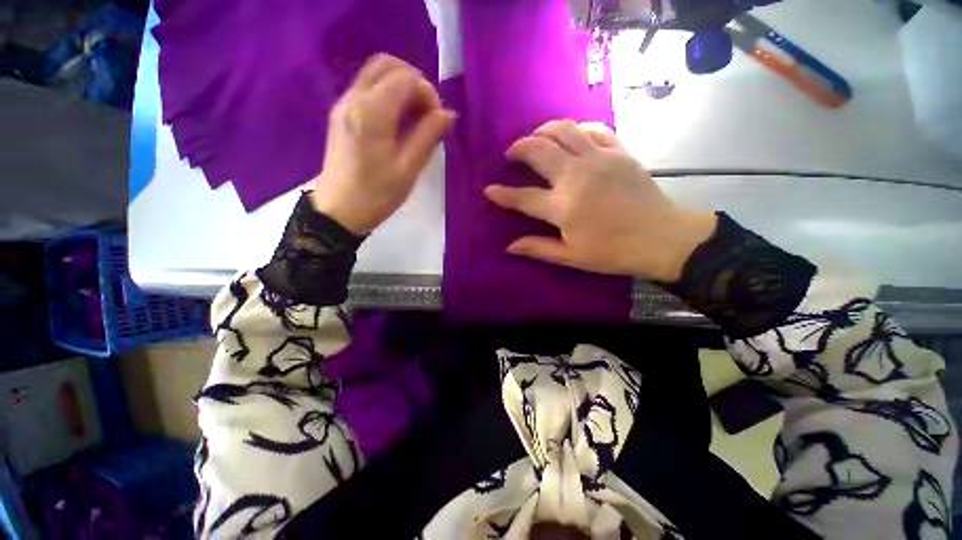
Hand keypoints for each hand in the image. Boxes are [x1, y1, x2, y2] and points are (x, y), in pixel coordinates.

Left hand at [309, 54, 455, 234]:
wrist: (340, 209)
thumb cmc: (378, 194)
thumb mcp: (409, 168)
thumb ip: (429, 135)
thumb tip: (448, 114)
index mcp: (372, 113)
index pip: (405, 79)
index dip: (428, 93)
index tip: (438, 120)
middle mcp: (354, 98)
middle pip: (387, 64)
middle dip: (414, 82)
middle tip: (427, 112)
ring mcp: (344, 103)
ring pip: (376, 73)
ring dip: (401, 87)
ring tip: (416, 118)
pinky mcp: (341, 113)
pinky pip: (367, 88)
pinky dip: (388, 95)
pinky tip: (399, 121)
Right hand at [484, 120, 716, 282]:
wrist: (660, 238)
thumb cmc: (612, 252)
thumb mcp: (571, 256)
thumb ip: (538, 248)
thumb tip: (509, 247)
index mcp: (562, 206)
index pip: (522, 197)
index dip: (502, 194)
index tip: (489, 189)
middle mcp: (575, 176)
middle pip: (539, 150)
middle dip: (519, 148)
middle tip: (511, 154)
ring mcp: (598, 159)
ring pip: (564, 130)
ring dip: (544, 130)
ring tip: (536, 138)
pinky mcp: (618, 151)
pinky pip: (594, 129)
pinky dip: (577, 129)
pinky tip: (572, 136)